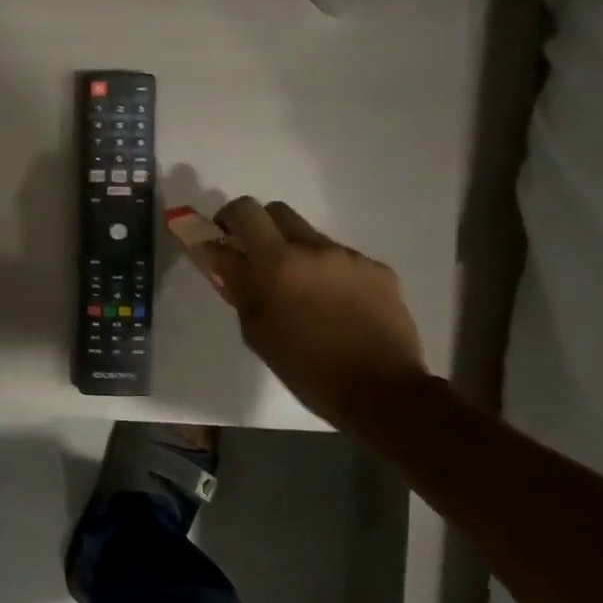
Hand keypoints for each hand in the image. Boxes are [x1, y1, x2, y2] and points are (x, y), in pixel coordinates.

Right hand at [201, 197, 430, 433]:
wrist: (382, 390)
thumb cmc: (305, 367)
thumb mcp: (256, 330)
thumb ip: (237, 284)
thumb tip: (220, 254)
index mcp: (278, 262)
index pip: (245, 212)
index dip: (228, 218)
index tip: (223, 238)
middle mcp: (315, 248)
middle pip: (278, 212)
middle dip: (261, 230)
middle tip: (257, 262)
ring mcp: (350, 257)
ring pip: (311, 239)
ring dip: (296, 256)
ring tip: (301, 297)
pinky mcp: (379, 271)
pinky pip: (342, 261)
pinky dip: (329, 275)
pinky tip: (335, 308)